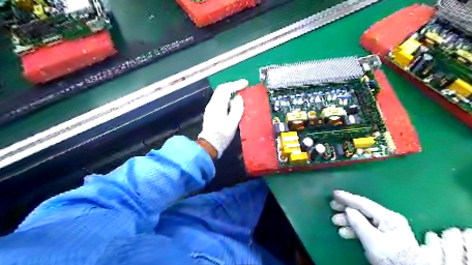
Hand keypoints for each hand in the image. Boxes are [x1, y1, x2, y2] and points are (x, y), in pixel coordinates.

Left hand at [198, 78, 247, 157]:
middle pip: (221, 89)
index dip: (236, 84)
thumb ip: (237, 108)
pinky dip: (227, 98)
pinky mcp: (211, 113)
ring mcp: (210, 108)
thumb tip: (238, 98)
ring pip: (219, 94)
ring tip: (239, 93)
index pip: (226, 89)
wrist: (209, 145)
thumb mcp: (233, 122)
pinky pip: (219, 100)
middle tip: (243, 86)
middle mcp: (212, 104)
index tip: (246, 83)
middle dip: (232, 86)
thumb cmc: (222, 135)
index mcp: (218, 105)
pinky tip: (232, 103)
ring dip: (229, 91)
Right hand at [329, 192, 422, 264]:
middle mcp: (389, 219)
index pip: (363, 203)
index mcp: (388, 217)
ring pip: (364, 218)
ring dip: (349, 220)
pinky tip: (346, 231)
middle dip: (346, 208)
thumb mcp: (373, 241)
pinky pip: (367, 226)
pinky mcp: (386, 236)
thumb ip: (359, 223)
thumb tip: (348, 209)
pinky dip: (355, 228)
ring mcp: (388, 227)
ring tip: (336, 222)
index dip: (347, 198)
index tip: (334, 193)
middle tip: (332, 207)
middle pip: (363, 210)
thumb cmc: (392, 258)